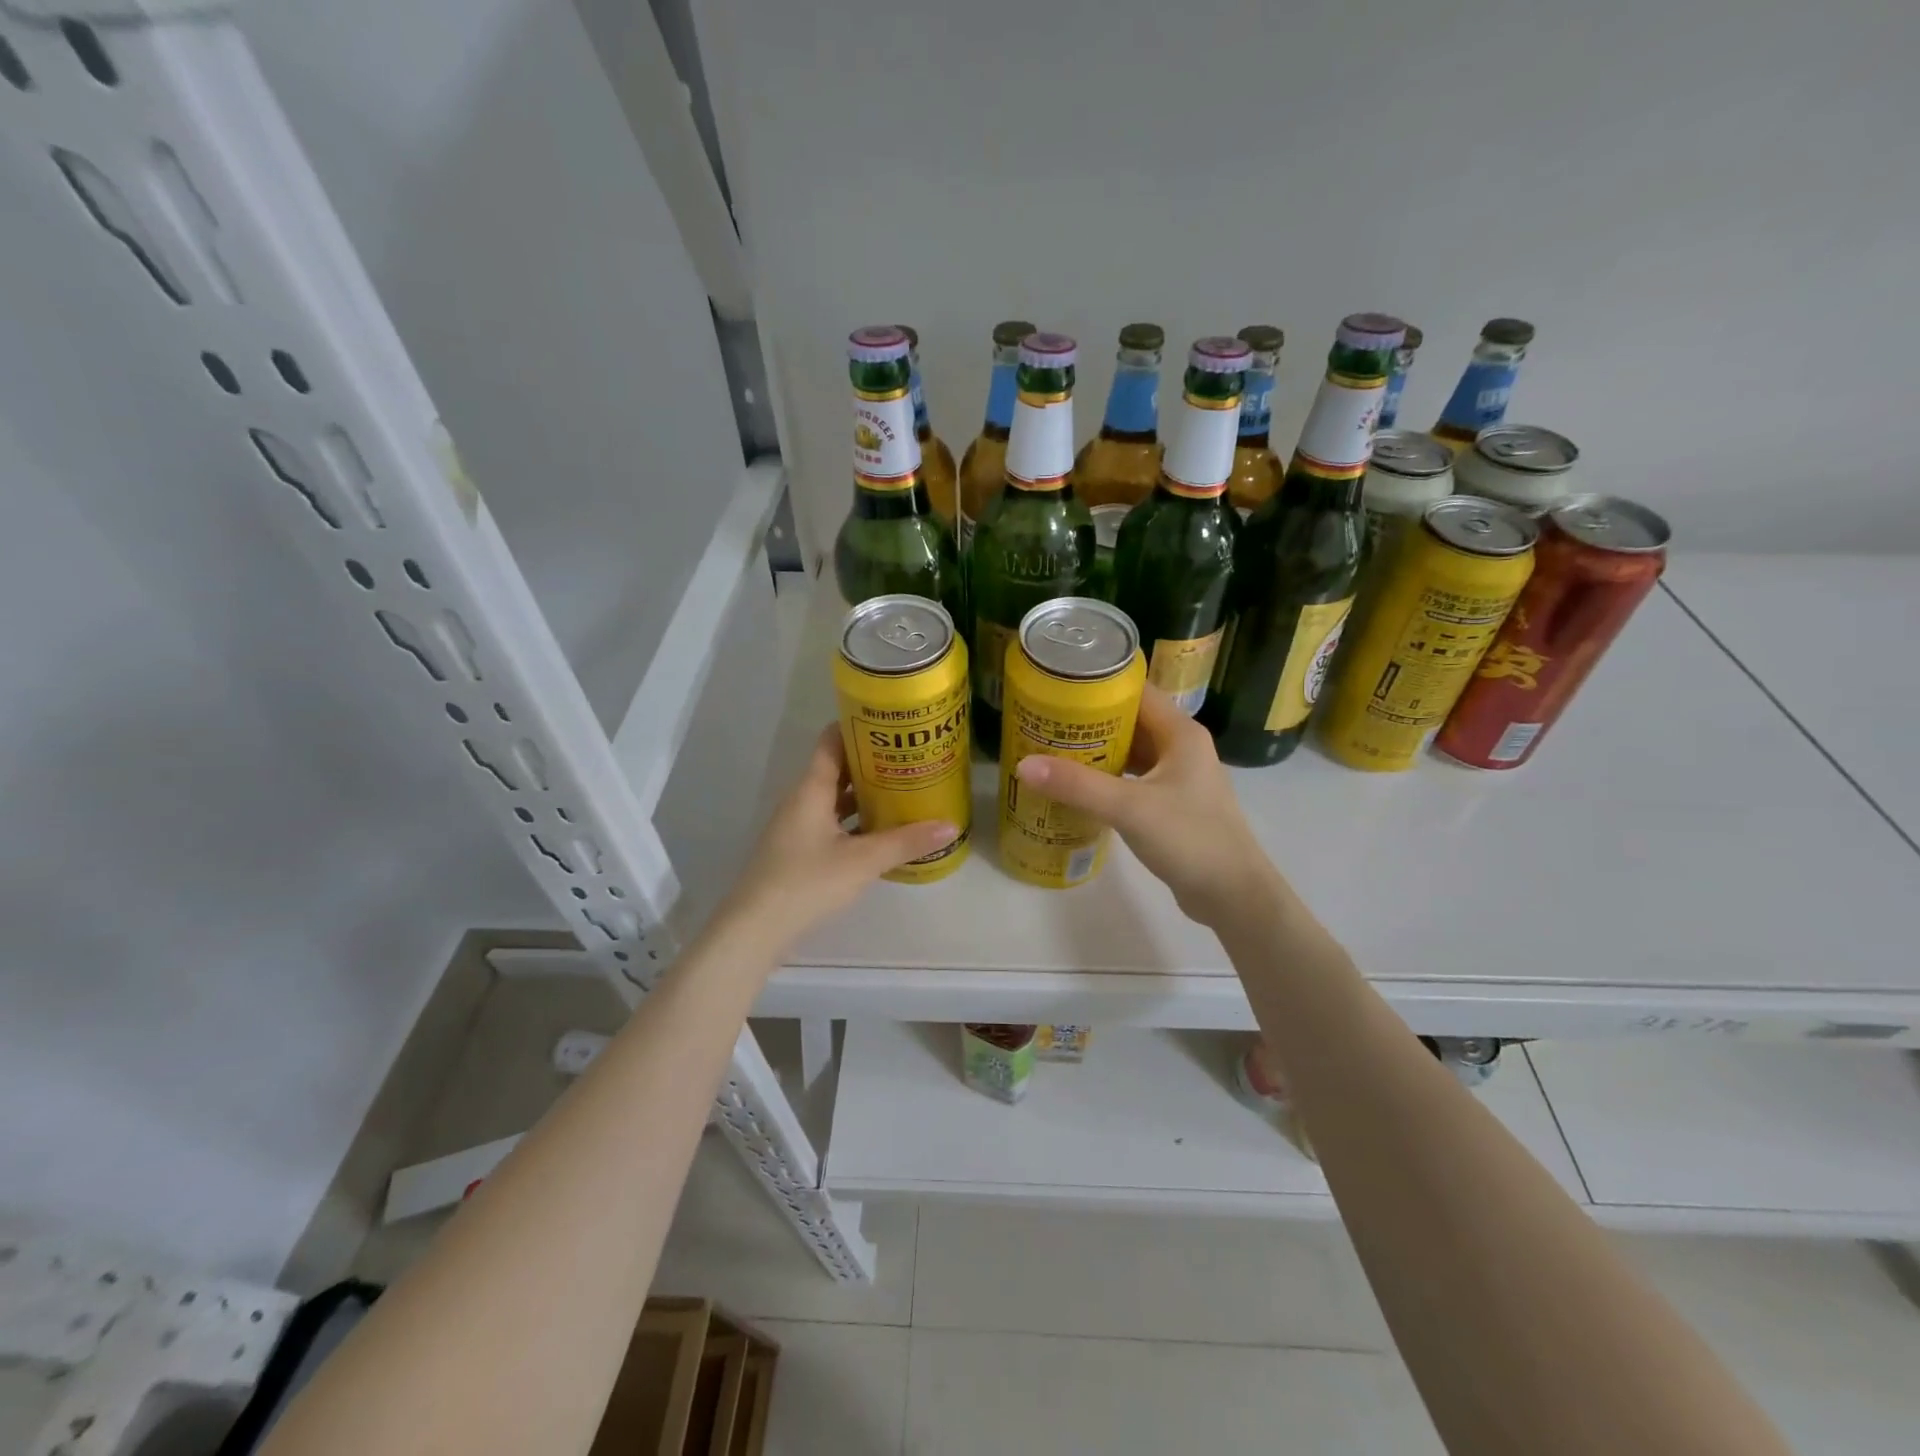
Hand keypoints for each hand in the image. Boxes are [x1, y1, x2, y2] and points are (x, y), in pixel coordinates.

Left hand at [718, 725, 958, 952]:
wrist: (756, 929)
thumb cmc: (807, 882)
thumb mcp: (863, 861)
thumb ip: (906, 842)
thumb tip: (950, 826)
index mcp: (811, 789)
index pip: (832, 741)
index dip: (858, 726)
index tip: (892, 723)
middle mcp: (802, 801)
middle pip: (838, 769)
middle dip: (872, 763)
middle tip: (910, 758)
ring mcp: (798, 827)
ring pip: (835, 799)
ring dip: (865, 794)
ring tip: (903, 790)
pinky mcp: (799, 852)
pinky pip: (832, 824)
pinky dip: (856, 822)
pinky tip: (882, 832)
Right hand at [1012, 684, 1277, 926]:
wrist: (1233, 895)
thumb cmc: (1189, 839)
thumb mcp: (1129, 808)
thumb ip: (1077, 785)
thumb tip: (1023, 765)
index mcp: (1180, 733)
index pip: (1136, 691)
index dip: (1099, 685)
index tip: (1058, 686)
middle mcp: (1181, 747)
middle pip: (1131, 720)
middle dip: (1090, 720)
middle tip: (1045, 720)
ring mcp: (1178, 777)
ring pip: (1131, 751)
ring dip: (1097, 750)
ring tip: (1053, 749)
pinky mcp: (1172, 804)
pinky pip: (1133, 779)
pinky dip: (1107, 778)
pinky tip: (1078, 786)